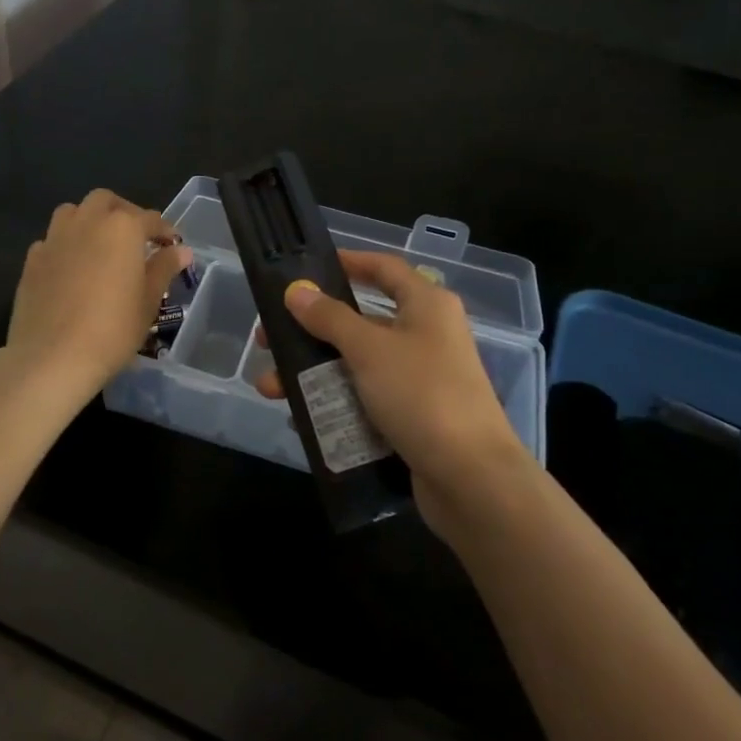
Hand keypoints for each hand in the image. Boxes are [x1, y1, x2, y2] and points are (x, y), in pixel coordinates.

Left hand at [5, 190, 190, 406]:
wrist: (52, 357)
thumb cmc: (112, 330)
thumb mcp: (148, 301)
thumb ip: (163, 269)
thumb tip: (181, 250)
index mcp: (122, 228)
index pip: (150, 218)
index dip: (165, 232)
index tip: (172, 247)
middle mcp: (87, 222)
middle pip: (106, 201)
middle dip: (123, 213)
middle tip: (135, 239)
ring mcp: (55, 238)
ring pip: (73, 212)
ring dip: (90, 220)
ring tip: (100, 246)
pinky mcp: (32, 259)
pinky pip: (52, 239)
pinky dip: (66, 245)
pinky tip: (71, 269)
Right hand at [253, 250, 535, 540]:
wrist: (472, 479)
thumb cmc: (422, 395)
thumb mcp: (369, 349)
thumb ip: (330, 318)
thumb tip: (297, 290)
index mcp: (426, 305)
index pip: (384, 267)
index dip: (348, 262)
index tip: (307, 267)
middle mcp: (426, 334)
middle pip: (360, 320)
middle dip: (312, 330)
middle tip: (268, 338)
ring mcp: (420, 378)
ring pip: (357, 364)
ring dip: (314, 372)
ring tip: (270, 387)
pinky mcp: (413, 416)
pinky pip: (365, 399)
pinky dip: (334, 402)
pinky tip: (299, 416)